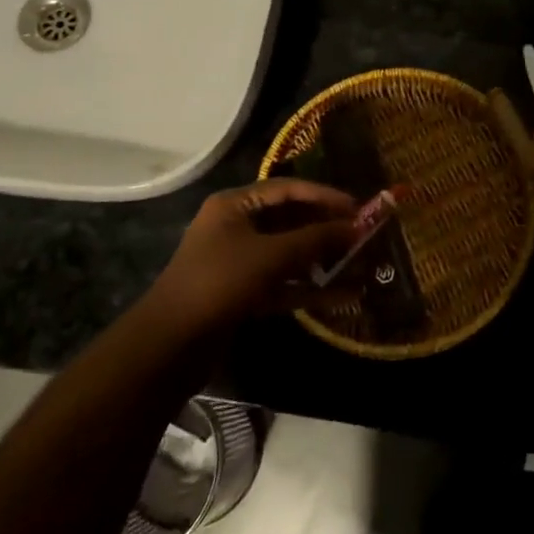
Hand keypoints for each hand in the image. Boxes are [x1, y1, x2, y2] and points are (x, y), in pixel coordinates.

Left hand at [150, 180, 360, 334]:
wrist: (170, 345)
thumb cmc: (220, 282)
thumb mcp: (271, 255)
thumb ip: (316, 239)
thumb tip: (357, 227)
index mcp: (235, 205)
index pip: (287, 188)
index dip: (324, 195)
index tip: (357, 207)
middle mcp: (236, 227)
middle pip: (289, 220)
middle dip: (326, 229)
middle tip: (362, 235)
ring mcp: (238, 262)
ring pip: (288, 255)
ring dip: (321, 261)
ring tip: (360, 264)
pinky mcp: (242, 294)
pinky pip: (282, 284)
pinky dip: (309, 288)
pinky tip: (343, 296)